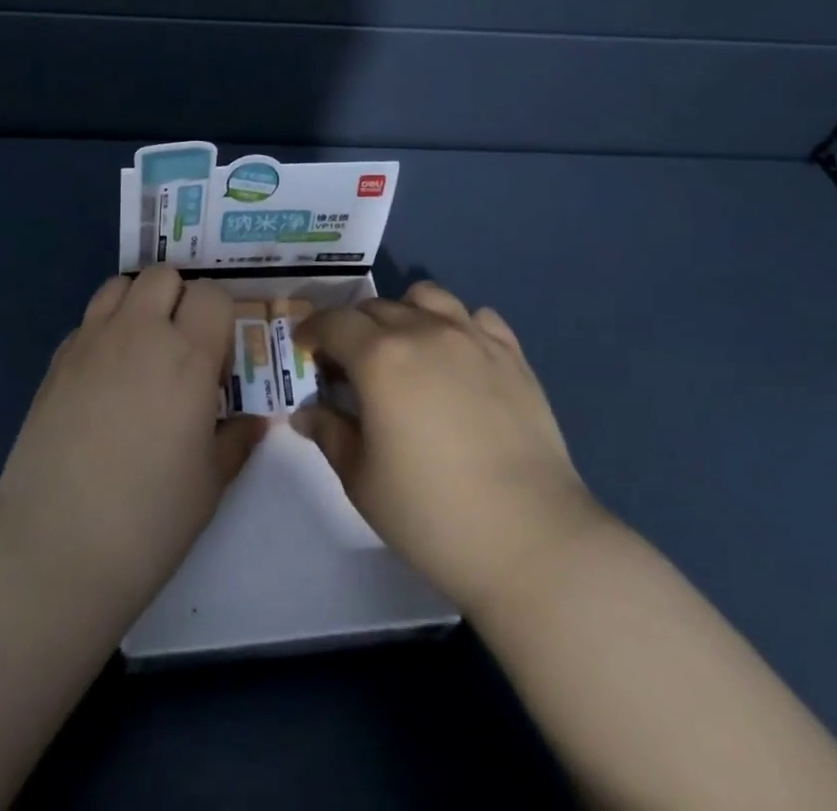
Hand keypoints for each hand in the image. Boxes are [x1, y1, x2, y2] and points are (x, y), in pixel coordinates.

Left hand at [0, 266, 265, 621]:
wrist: (56, 546)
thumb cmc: (149, 518)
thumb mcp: (210, 482)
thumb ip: (236, 438)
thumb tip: (256, 420)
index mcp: (187, 356)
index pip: (212, 295)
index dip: (220, 319)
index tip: (218, 359)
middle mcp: (139, 332)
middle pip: (164, 275)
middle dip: (179, 299)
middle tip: (181, 349)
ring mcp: (91, 341)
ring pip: (120, 285)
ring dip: (138, 304)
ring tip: (142, 351)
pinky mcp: (56, 360)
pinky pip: (88, 321)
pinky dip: (103, 332)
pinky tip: (104, 380)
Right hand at [292, 281, 603, 616]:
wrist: (531, 539)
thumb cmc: (431, 514)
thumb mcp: (362, 481)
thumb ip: (330, 434)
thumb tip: (306, 413)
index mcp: (380, 357)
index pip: (335, 322)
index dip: (313, 330)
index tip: (306, 348)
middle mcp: (424, 332)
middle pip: (377, 307)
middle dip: (353, 327)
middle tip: (349, 362)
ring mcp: (473, 339)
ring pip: (428, 297)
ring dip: (405, 312)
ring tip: (406, 348)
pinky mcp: (513, 356)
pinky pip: (478, 318)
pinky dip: (459, 326)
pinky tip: (458, 359)